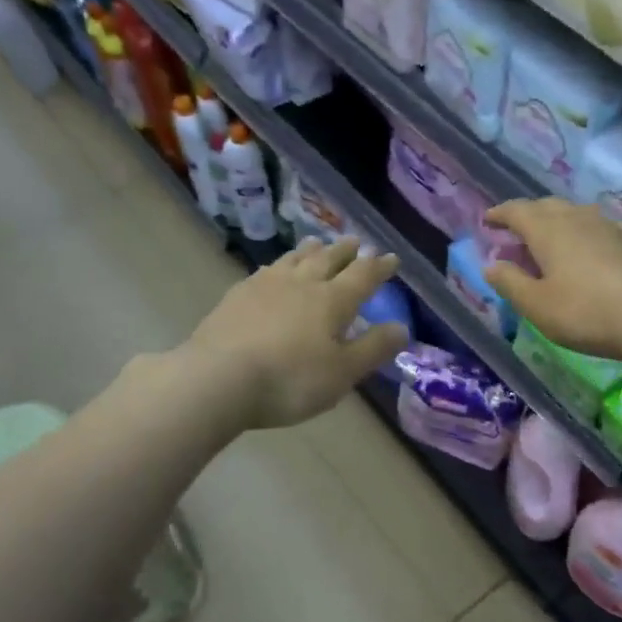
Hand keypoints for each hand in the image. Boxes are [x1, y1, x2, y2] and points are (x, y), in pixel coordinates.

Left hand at [182, 237, 409, 428]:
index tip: (391, 258)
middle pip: (328, 259)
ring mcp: (265, 285)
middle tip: (356, 242)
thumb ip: (373, 349)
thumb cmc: (290, 380)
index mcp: (332, 301)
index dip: (379, 267)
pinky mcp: (237, 295)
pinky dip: (280, 265)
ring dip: (311, 250)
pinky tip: (274, 269)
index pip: (363, 276)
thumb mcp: (343, 373)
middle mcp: (302, 284)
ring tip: (319, 243)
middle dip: (345, 251)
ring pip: (295, 259)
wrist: (219, 379)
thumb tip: (402, 327)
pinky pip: (266, 270)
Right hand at [482, 199, 621, 359]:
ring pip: (575, 214)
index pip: (517, 211)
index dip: (500, 214)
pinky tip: (588, 252)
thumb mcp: (535, 304)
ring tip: (551, 240)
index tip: (488, 220)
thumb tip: (491, 265)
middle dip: (529, 215)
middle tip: (517, 231)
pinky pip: (598, 229)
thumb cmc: (583, 311)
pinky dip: (583, 235)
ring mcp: (608, 227)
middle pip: (547, 206)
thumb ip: (510, 282)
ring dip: (558, 222)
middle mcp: (577, 218)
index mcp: (548, 230)